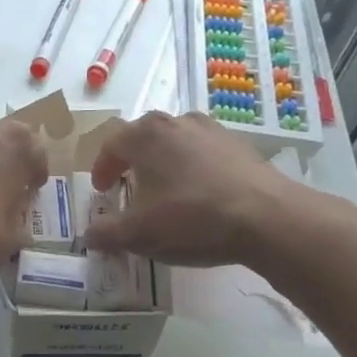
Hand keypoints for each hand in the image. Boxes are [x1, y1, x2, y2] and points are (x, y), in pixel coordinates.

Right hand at [84, 111, 301, 266]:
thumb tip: (89, 235)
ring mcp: (213, 130)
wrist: (267, 218)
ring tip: (165, 192)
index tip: (102, 190)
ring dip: (165, 164)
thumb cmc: (192, 218)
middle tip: (128, 187)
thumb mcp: (139, 233)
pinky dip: (193, 171)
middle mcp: (178, 121)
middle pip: (145, 138)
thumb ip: (107, 232)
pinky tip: (200, 197)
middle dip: (132, 162)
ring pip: (176, 143)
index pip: (112, 144)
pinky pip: (204, 154)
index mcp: (147, 134)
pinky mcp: (240, 146)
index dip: (102, 168)